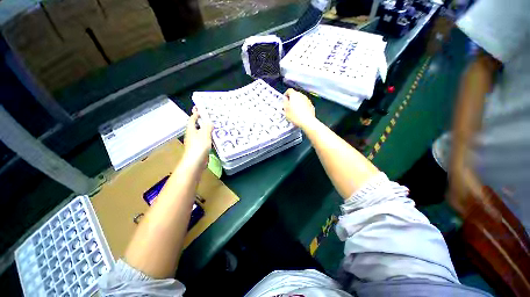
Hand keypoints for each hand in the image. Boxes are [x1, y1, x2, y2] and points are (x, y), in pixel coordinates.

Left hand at [183, 107, 212, 167]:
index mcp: (191, 130)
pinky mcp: (199, 148)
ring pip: (201, 133)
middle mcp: (192, 135)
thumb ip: (207, 127)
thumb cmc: (199, 146)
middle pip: (196, 126)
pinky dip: (208, 137)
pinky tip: (214, 138)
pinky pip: (204, 140)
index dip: (195, 114)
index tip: (199, 109)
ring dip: (206, 130)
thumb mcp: (204, 134)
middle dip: (201, 121)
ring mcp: (195, 142)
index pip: (192, 119)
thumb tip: (209, 122)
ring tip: (214, 127)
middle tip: (210, 117)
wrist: (195, 162)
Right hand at [283, 89, 315, 128]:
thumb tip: (285, 100)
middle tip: (288, 106)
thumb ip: (285, 103)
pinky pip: (305, 104)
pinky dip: (302, 107)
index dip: (286, 94)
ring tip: (294, 111)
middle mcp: (302, 95)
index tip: (284, 99)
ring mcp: (307, 100)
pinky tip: (300, 113)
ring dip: (297, 103)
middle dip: (292, 99)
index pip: (289, 90)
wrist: (307, 122)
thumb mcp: (286, 110)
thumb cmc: (296, 116)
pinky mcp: (311, 105)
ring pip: (301, 99)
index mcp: (294, 95)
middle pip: (295, 94)